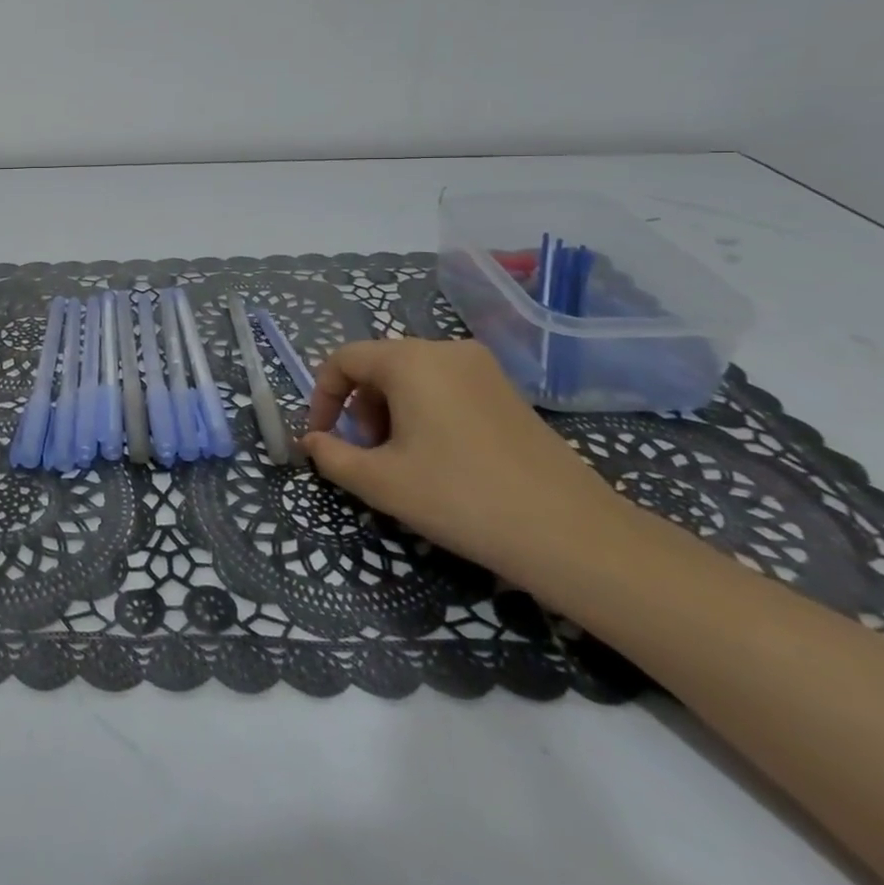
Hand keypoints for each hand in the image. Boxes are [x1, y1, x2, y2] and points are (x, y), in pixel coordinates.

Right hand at [298, 338, 625, 581]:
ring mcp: (482, 368)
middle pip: (379, 365)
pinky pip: (446, 387)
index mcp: (410, 360)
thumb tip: (311, 441)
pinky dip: (426, 412)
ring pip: (413, 377)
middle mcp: (444, 349)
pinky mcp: (507, 391)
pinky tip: (440, 458)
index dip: (322, 397)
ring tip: (403, 461)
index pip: (344, 359)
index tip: (322, 438)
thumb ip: (332, 456)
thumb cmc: (461, 499)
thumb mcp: (381, 482)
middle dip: (360, 408)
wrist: (572, 535)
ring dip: (391, 411)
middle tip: (367, 455)